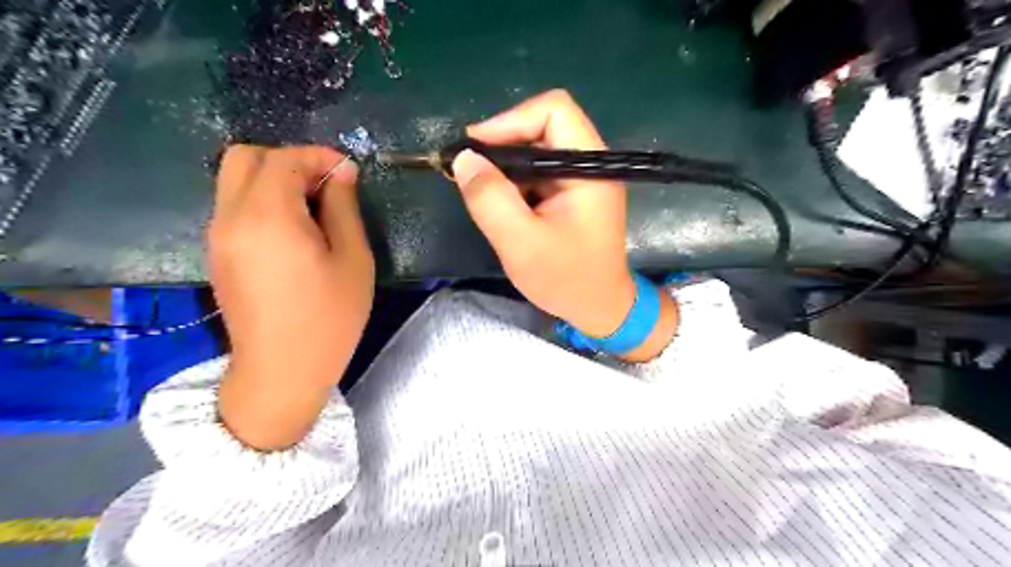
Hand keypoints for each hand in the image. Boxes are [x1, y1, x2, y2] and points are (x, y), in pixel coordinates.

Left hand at [210, 146, 373, 451]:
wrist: (283, 370)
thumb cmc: (330, 317)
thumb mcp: (353, 259)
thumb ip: (344, 208)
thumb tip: (340, 173)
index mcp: (268, 216)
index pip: (284, 159)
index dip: (319, 156)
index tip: (349, 171)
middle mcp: (231, 217)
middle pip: (245, 157)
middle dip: (289, 160)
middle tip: (325, 186)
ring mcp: (218, 236)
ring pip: (235, 180)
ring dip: (274, 179)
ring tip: (314, 209)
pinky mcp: (217, 253)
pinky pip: (234, 206)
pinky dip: (262, 200)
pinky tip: (293, 230)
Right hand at [452, 88, 673, 359]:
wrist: (599, 308)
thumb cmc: (566, 279)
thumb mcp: (520, 242)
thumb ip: (491, 198)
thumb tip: (464, 158)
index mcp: (590, 167)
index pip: (553, 110)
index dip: (510, 121)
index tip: (476, 150)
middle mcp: (590, 164)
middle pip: (543, 126)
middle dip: (503, 145)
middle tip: (470, 171)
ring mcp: (583, 178)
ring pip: (537, 150)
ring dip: (507, 166)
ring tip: (481, 191)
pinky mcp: (573, 194)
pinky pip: (539, 173)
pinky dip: (516, 182)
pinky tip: (501, 204)